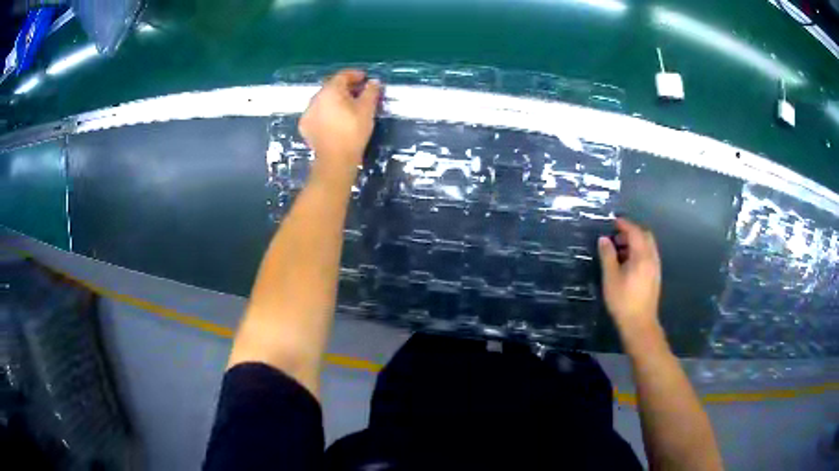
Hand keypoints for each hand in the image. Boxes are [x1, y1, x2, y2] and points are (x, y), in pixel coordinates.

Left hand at [299, 70, 380, 187]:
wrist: (335, 160)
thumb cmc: (353, 131)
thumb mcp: (367, 109)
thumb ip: (371, 92)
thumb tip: (373, 81)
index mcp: (331, 90)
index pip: (343, 75)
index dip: (355, 75)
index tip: (365, 79)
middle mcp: (315, 97)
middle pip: (331, 87)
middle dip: (345, 88)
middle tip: (358, 93)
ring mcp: (308, 112)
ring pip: (323, 100)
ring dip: (334, 100)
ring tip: (347, 108)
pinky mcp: (304, 126)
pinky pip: (317, 113)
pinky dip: (326, 113)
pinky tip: (334, 120)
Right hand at [597, 218, 661, 341]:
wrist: (640, 324)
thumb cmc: (623, 301)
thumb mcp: (611, 278)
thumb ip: (607, 256)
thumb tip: (604, 239)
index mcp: (642, 256)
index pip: (635, 232)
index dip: (624, 224)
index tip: (613, 221)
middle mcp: (652, 258)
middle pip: (645, 236)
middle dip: (631, 232)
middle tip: (616, 237)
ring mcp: (655, 268)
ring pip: (648, 246)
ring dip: (635, 243)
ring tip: (619, 251)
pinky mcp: (655, 277)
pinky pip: (649, 256)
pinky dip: (639, 252)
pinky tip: (628, 264)